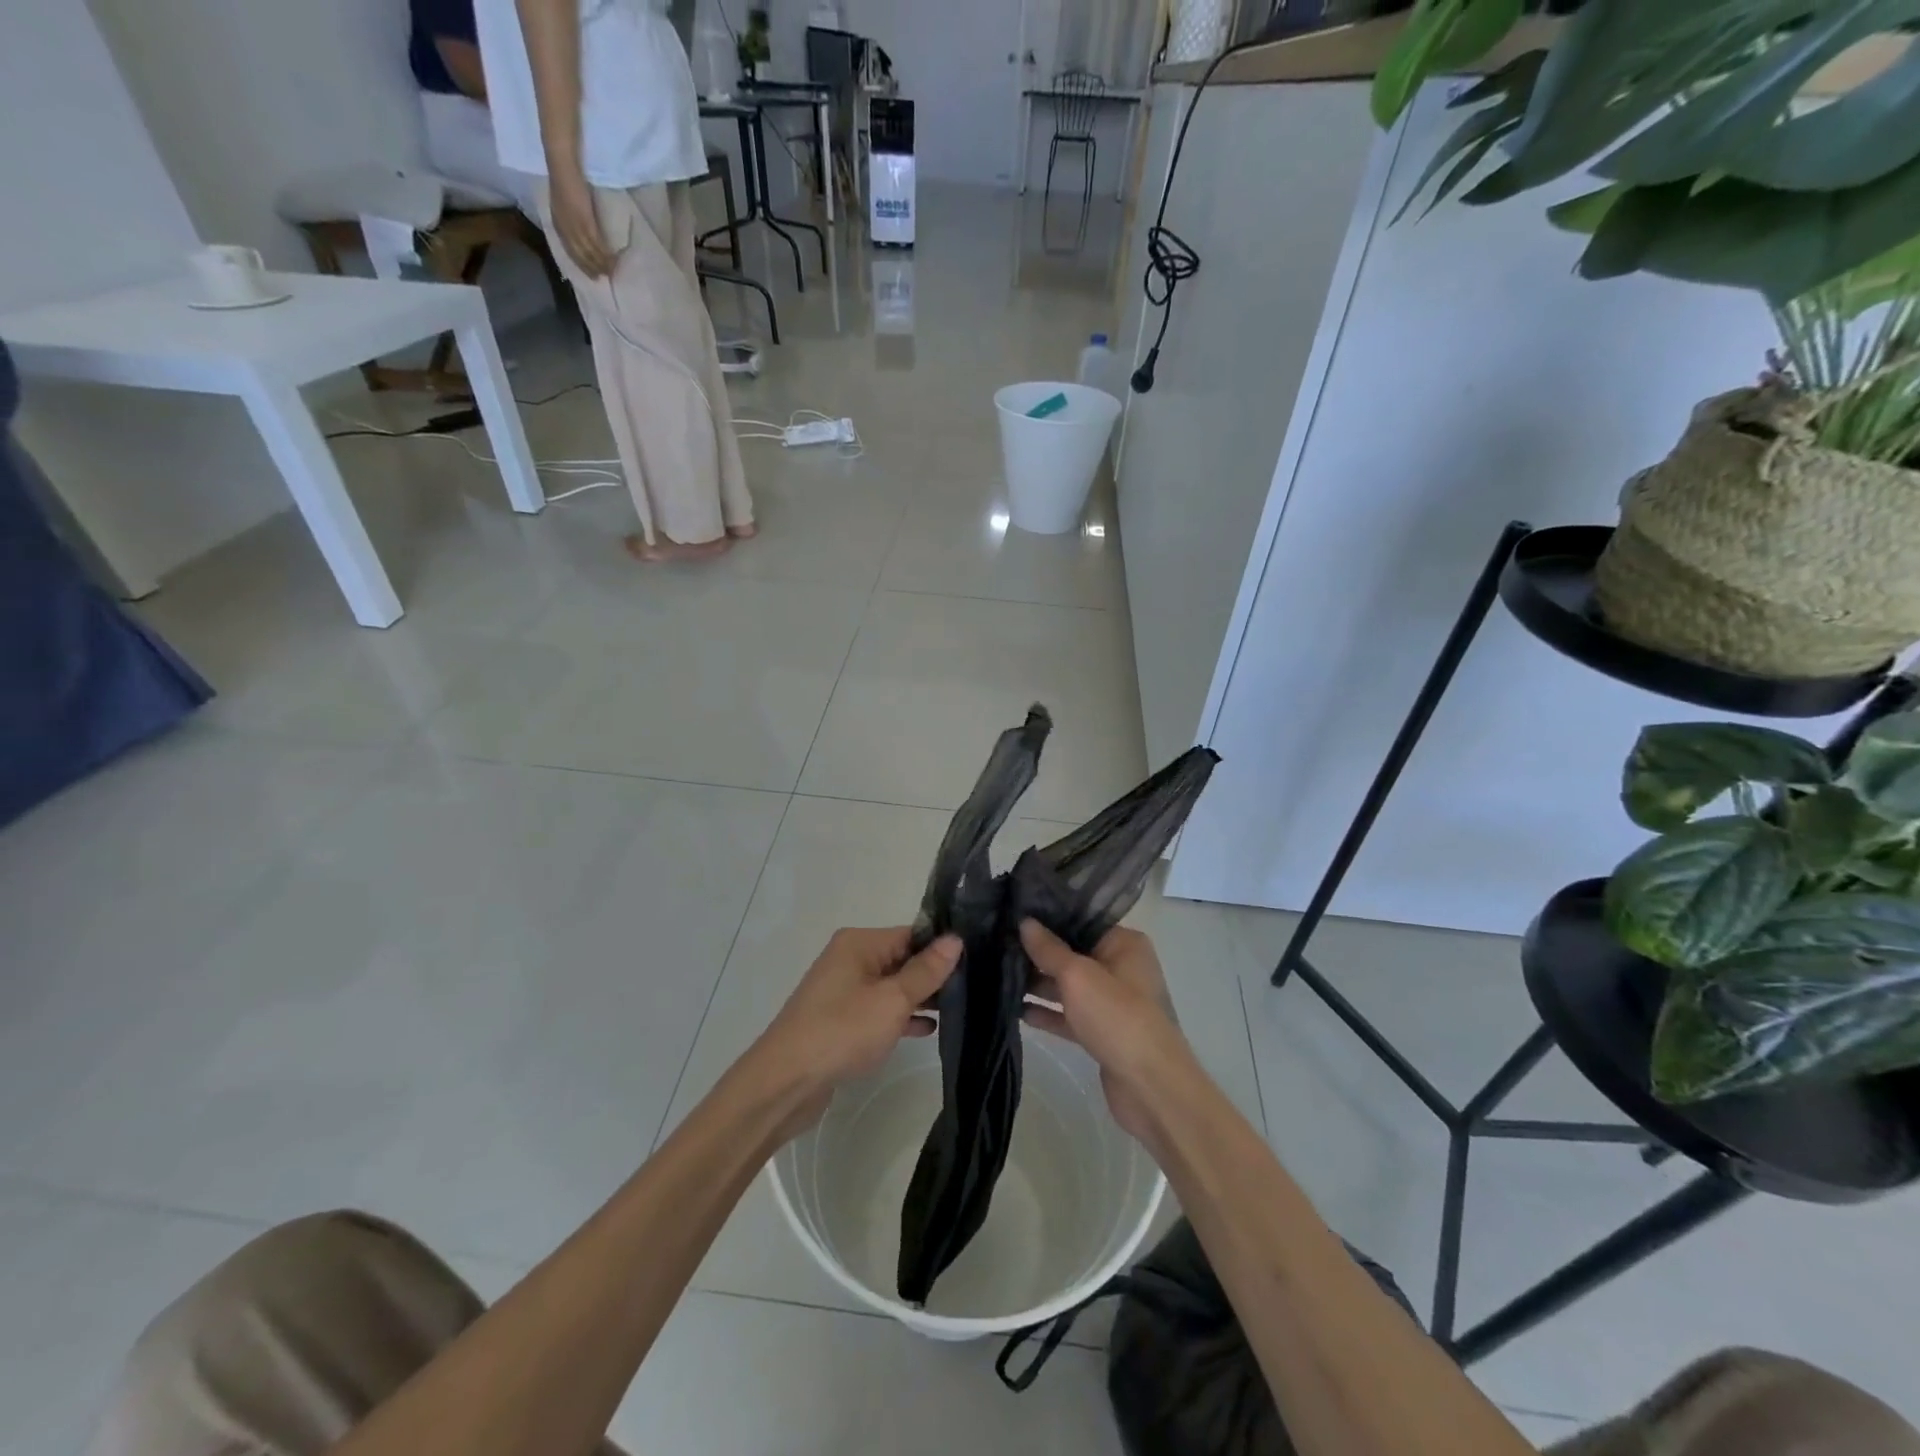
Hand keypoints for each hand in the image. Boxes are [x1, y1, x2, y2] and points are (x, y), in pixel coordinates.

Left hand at [548, 166, 613, 277]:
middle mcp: (564, 227)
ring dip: (600, 263)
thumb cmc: (563, 176)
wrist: (562, 163)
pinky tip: (611, 260)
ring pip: (588, 251)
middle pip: (579, 254)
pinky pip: (595, 243)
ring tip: (611, 272)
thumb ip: (570, 214)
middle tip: (603, 278)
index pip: (570, 250)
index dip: (581, 263)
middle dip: (591, 267)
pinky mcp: (584, 220)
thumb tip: (581, 226)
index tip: (591, 274)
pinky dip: (604, 254)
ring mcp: (574, 224)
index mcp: (557, 222)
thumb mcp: (563, 200)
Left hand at [752, 928, 960, 1137]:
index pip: (911, 934)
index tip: (976, 960)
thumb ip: (925, 971)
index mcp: (860, 943)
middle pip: (902, 958)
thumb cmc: (842, 1031)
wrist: (785, 1082)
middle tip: (975, 986)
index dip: (942, 947)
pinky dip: (901, 1017)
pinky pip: (879, 1010)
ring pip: (892, 986)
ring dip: (919, 997)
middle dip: (933, 974)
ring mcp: (844, 991)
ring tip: (960, 1007)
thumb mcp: (891, 1000)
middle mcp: (850, 959)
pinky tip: (928, 1029)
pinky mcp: (841, 1020)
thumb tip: (955, 939)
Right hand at [1020, 920, 1190, 1142]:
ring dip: (1039, 984)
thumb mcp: (1078, 976)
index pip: (1081, 922)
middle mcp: (1121, 968)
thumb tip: (1025, 922)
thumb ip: (1048, 949)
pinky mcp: (1102, 1032)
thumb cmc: (1118, 1017)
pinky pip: (1069, 1015)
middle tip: (997, 944)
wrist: (1150, 1088)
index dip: (1048, 919)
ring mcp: (1112, 1003)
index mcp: (1124, 944)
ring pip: (1069, 986)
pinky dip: (1047, 1013)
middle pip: (1073, 954)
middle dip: (1038, 953)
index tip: (1012, 914)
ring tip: (998, 974)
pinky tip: (1016, 1010)